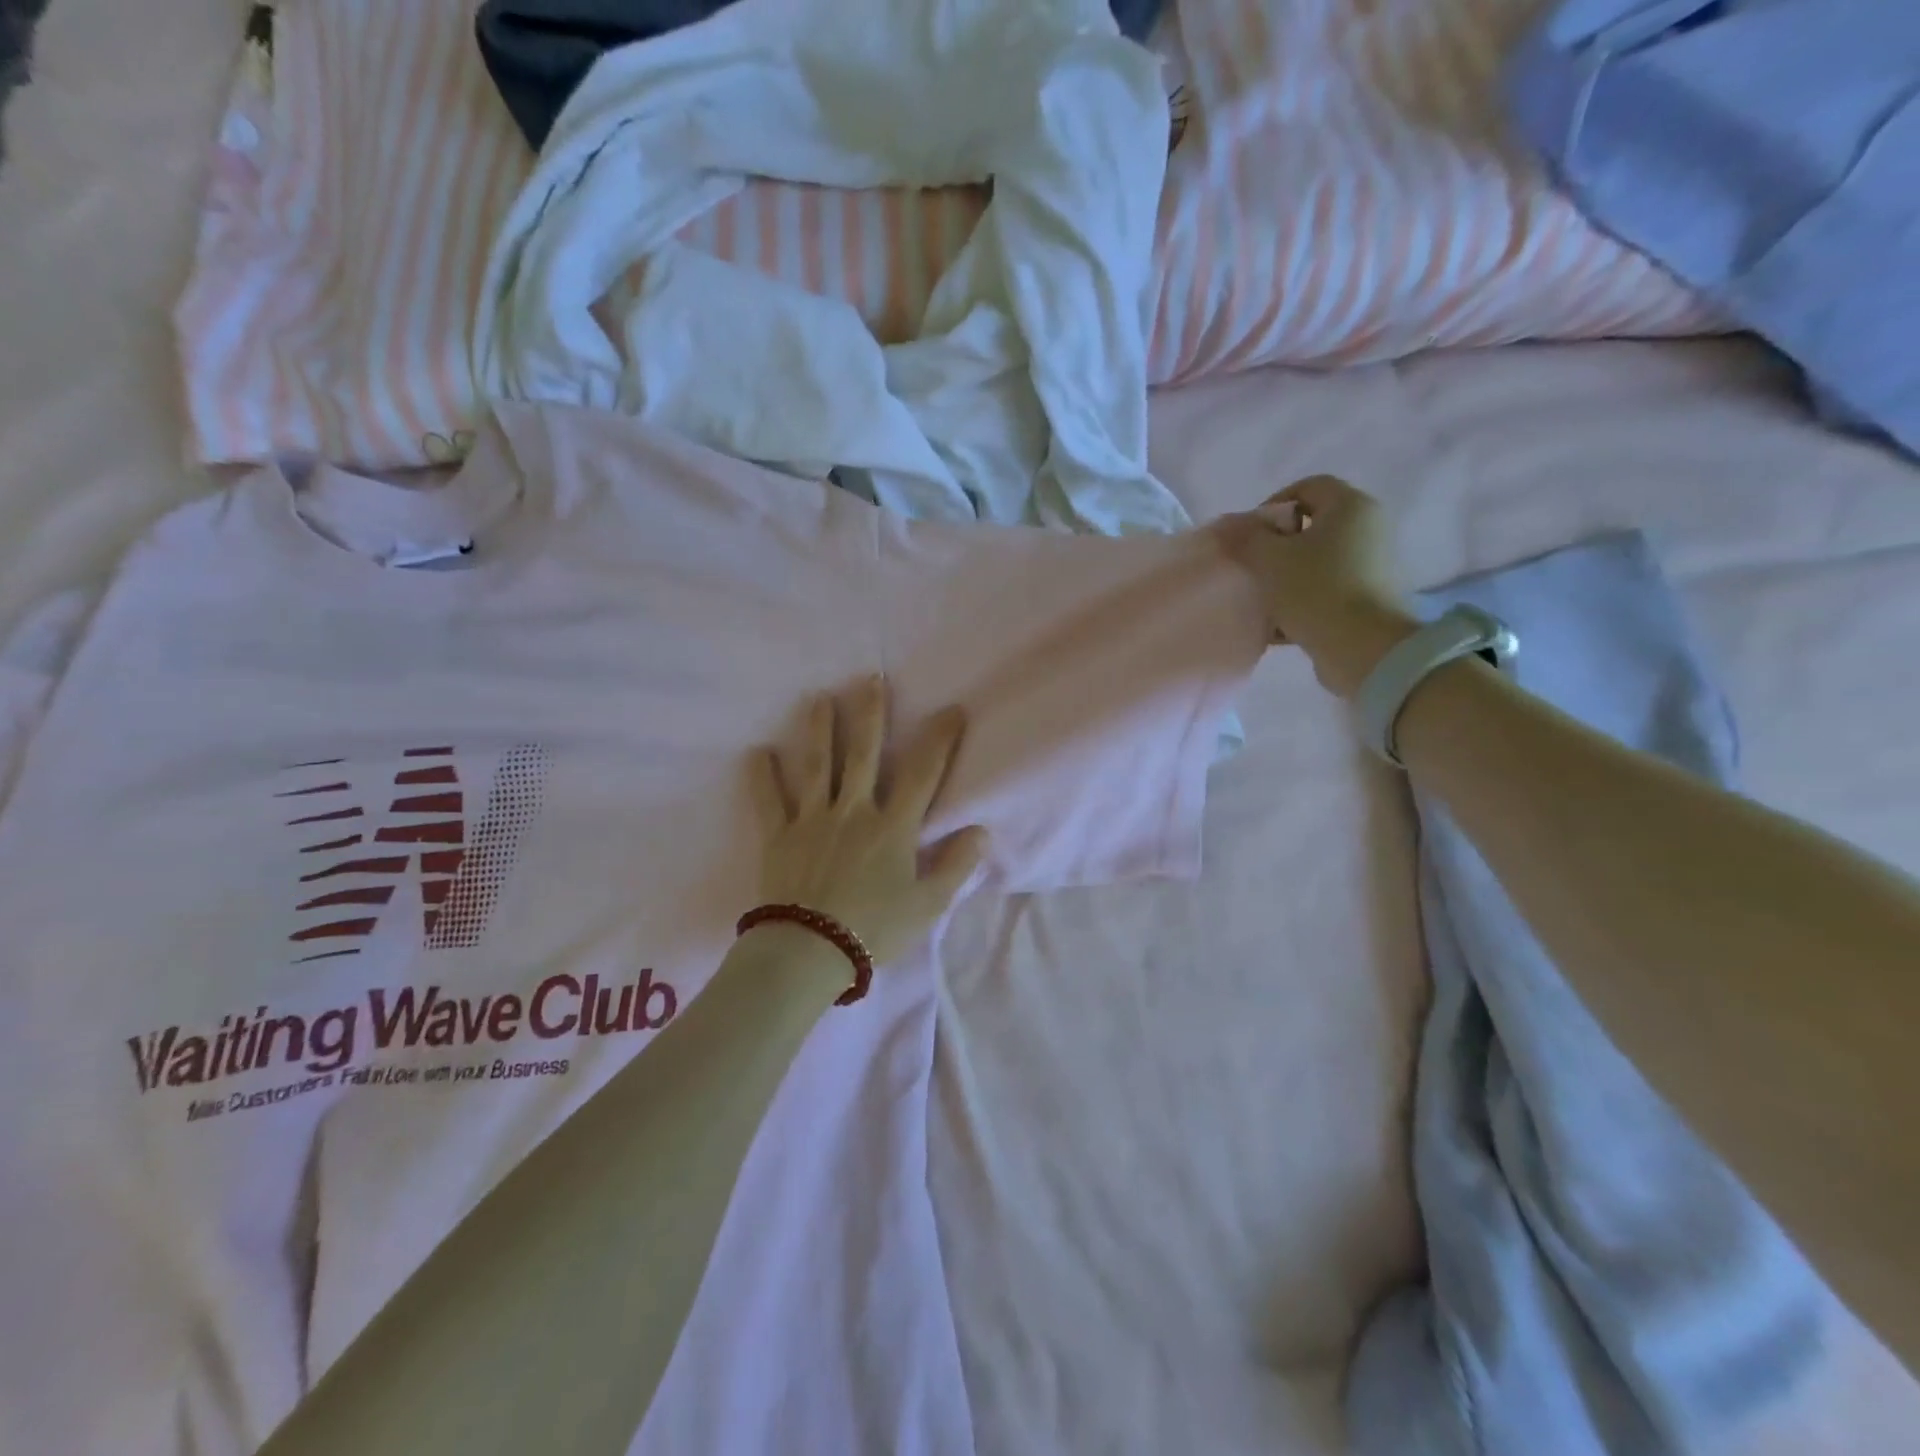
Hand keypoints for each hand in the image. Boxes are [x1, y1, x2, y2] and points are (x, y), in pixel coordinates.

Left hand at [749, 677, 989, 968]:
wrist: (808, 952)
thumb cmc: (874, 931)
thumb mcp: (927, 906)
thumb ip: (955, 866)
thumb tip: (980, 831)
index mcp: (892, 827)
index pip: (922, 773)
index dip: (939, 740)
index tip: (950, 710)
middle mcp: (853, 811)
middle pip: (863, 753)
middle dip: (870, 713)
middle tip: (870, 678)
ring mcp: (812, 820)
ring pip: (817, 765)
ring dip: (819, 729)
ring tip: (818, 698)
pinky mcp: (779, 837)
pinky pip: (768, 801)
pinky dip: (761, 776)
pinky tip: (756, 752)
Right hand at [1222, 474, 1419, 699]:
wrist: (1363, 649)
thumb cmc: (1316, 590)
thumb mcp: (1270, 559)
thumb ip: (1247, 538)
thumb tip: (1233, 526)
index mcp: (1350, 507)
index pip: (1308, 486)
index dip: (1272, 505)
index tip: (1249, 536)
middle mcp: (1367, 529)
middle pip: (1312, 526)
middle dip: (1276, 546)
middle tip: (1251, 568)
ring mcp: (1370, 566)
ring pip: (1316, 562)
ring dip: (1285, 577)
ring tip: (1260, 600)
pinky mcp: (1366, 599)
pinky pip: (1325, 590)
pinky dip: (1300, 601)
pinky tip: (1276, 626)